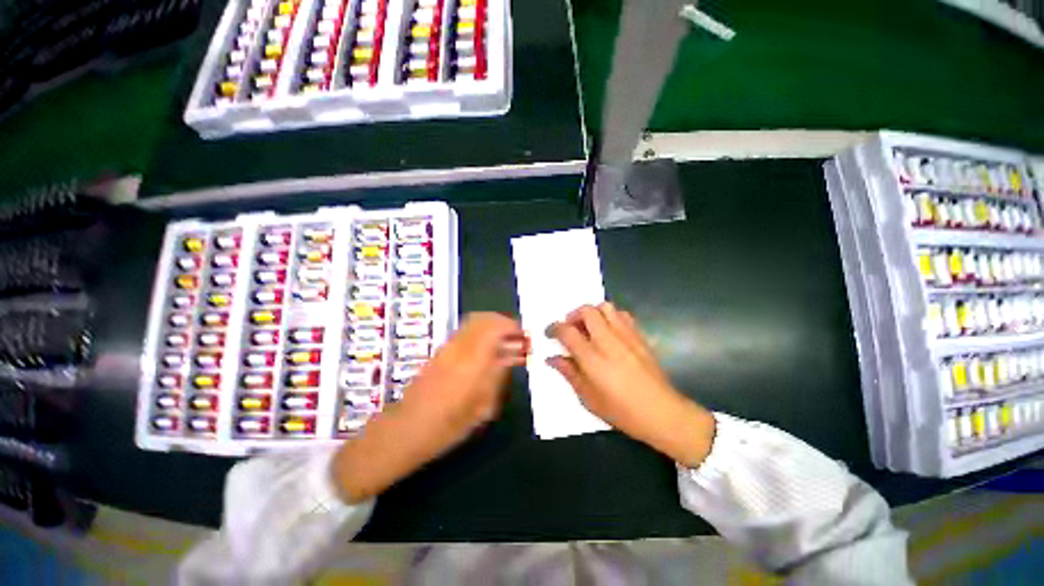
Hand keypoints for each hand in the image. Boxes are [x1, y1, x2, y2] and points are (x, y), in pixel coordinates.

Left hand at [333, 313, 525, 502]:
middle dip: (503, 322)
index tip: (523, 336)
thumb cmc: (449, 425)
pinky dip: (481, 334)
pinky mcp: (440, 351)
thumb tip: (509, 357)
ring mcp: (447, 347)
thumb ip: (497, 376)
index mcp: (471, 361)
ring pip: (473, 322)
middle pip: (483, 318)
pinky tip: (487, 350)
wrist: (408, 428)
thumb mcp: (482, 407)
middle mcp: (459, 347)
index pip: (494, 327)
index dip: (511, 327)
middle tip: (516, 336)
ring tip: (505, 342)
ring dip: (492, 327)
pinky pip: (465, 332)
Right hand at [547, 303, 715, 467]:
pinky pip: (623, 315)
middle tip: (570, 327)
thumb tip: (552, 358)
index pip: (567, 331)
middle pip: (587, 311)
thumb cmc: (621, 411)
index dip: (554, 328)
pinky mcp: (639, 336)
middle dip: (573, 314)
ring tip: (589, 327)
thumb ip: (569, 373)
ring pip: (606, 307)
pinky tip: (609, 331)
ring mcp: (626, 336)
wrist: (661, 412)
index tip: (549, 333)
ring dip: (593, 312)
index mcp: (592, 358)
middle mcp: (608, 341)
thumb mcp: (588, 398)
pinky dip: (611, 316)